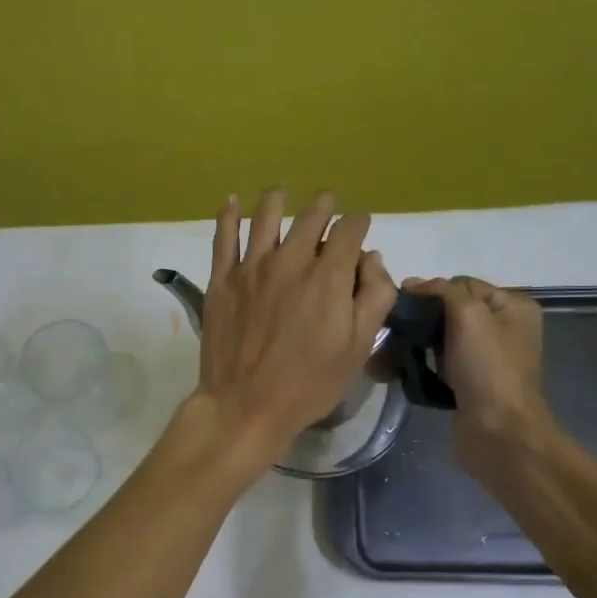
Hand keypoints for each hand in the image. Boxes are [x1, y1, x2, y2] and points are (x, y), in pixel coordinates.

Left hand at [192, 189, 396, 470]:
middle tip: (327, 205)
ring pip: (266, 215)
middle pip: (311, 216)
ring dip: (278, 199)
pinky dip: (228, 213)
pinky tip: (231, 201)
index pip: (350, 229)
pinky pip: (223, 235)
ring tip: (281, 193)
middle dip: (325, 207)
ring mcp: (252, 266)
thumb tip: (371, 259)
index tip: (359, 227)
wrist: (246, 404)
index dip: (359, 224)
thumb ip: (374, 297)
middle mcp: (291, 260)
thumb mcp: (359, 347)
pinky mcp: (222, 278)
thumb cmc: (309, 382)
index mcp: (328, 275)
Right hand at [400, 276, 557, 470]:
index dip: (431, 291)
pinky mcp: (469, 383)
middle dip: (420, 319)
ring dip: (415, 343)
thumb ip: (441, 291)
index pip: (462, 285)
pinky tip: (399, 369)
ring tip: (387, 352)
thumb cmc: (488, 369)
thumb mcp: (468, 315)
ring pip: (441, 338)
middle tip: (390, 329)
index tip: (401, 305)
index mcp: (512, 306)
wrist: (499, 433)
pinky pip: (439, 364)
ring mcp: (486, 359)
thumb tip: (411, 283)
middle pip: (450, 311)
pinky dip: (421, 365)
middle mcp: (503, 329)